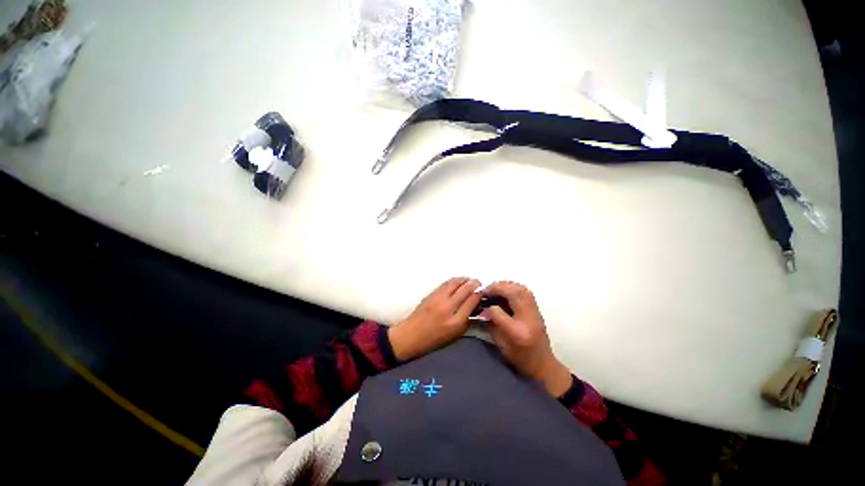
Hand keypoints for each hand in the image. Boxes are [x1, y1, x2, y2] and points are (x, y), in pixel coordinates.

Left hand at [388, 277, 481, 360]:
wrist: (410, 335)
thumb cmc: (434, 339)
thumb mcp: (454, 335)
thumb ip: (466, 321)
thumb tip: (475, 308)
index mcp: (456, 321)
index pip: (471, 301)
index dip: (479, 294)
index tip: (482, 292)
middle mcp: (448, 307)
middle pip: (465, 289)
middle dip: (474, 284)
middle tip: (478, 282)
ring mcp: (438, 299)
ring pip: (454, 283)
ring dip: (464, 279)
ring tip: (469, 280)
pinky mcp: (431, 294)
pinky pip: (445, 283)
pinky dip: (454, 280)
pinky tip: (458, 281)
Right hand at [481, 281, 572, 397]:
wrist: (543, 365)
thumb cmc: (519, 358)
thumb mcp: (500, 345)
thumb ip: (491, 325)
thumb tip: (483, 309)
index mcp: (517, 332)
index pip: (498, 311)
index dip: (487, 307)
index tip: (481, 306)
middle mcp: (528, 319)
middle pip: (513, 293)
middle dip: (497, 288)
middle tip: (486, 290)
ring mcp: (535, 312)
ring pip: (521, 289)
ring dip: (505, 285)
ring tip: (494, 288)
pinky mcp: (537, 309)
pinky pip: (525, 291)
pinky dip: (513, 287)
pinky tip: (505, 290)